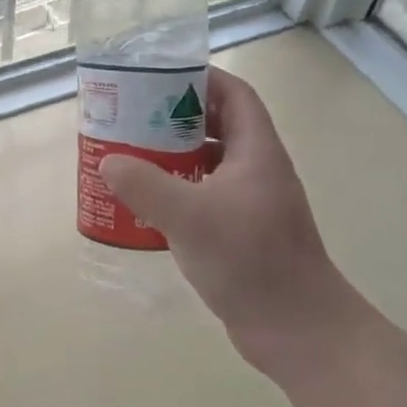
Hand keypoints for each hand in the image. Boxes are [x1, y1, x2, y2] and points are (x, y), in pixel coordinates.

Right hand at [99, 67, 343, 365]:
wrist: (298, 331)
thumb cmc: (251, 262)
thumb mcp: (191, 218)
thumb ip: (146, 185)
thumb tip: (109, 163)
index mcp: (257, 153)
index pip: (235, 95)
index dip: (202, 77)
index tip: (160, 75)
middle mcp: (257, 171)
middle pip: (217, 126)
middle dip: (175, 117)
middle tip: (133, 117)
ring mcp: (250, 204)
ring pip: (208, 164)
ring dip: (173, 156)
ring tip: (131, 155)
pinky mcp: (240, 233)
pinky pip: (203, 197)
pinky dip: (176, 192)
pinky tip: (146, 205)